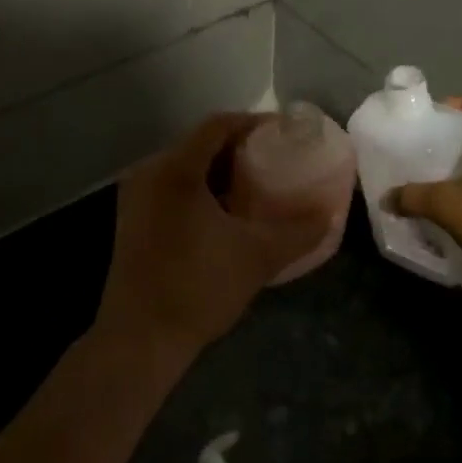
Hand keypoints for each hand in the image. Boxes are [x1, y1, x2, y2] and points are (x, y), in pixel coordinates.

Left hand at [96, 114, 329, 365]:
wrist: (139, 340)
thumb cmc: (198, 288)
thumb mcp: (257, 257)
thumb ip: (298, 232)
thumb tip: (329, 214)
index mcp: (175, 169)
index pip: (217, 125)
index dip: (253, 123)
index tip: (284, 133)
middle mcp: (150, 172)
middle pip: (200, 142)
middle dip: (239, 147)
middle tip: (275, 159)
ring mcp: (136, 195)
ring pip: (184, 165)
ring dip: (219, 169)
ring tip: (255, 184)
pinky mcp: (132, 218)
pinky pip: (171, 185)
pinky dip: (200, 188)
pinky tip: (224, 211)